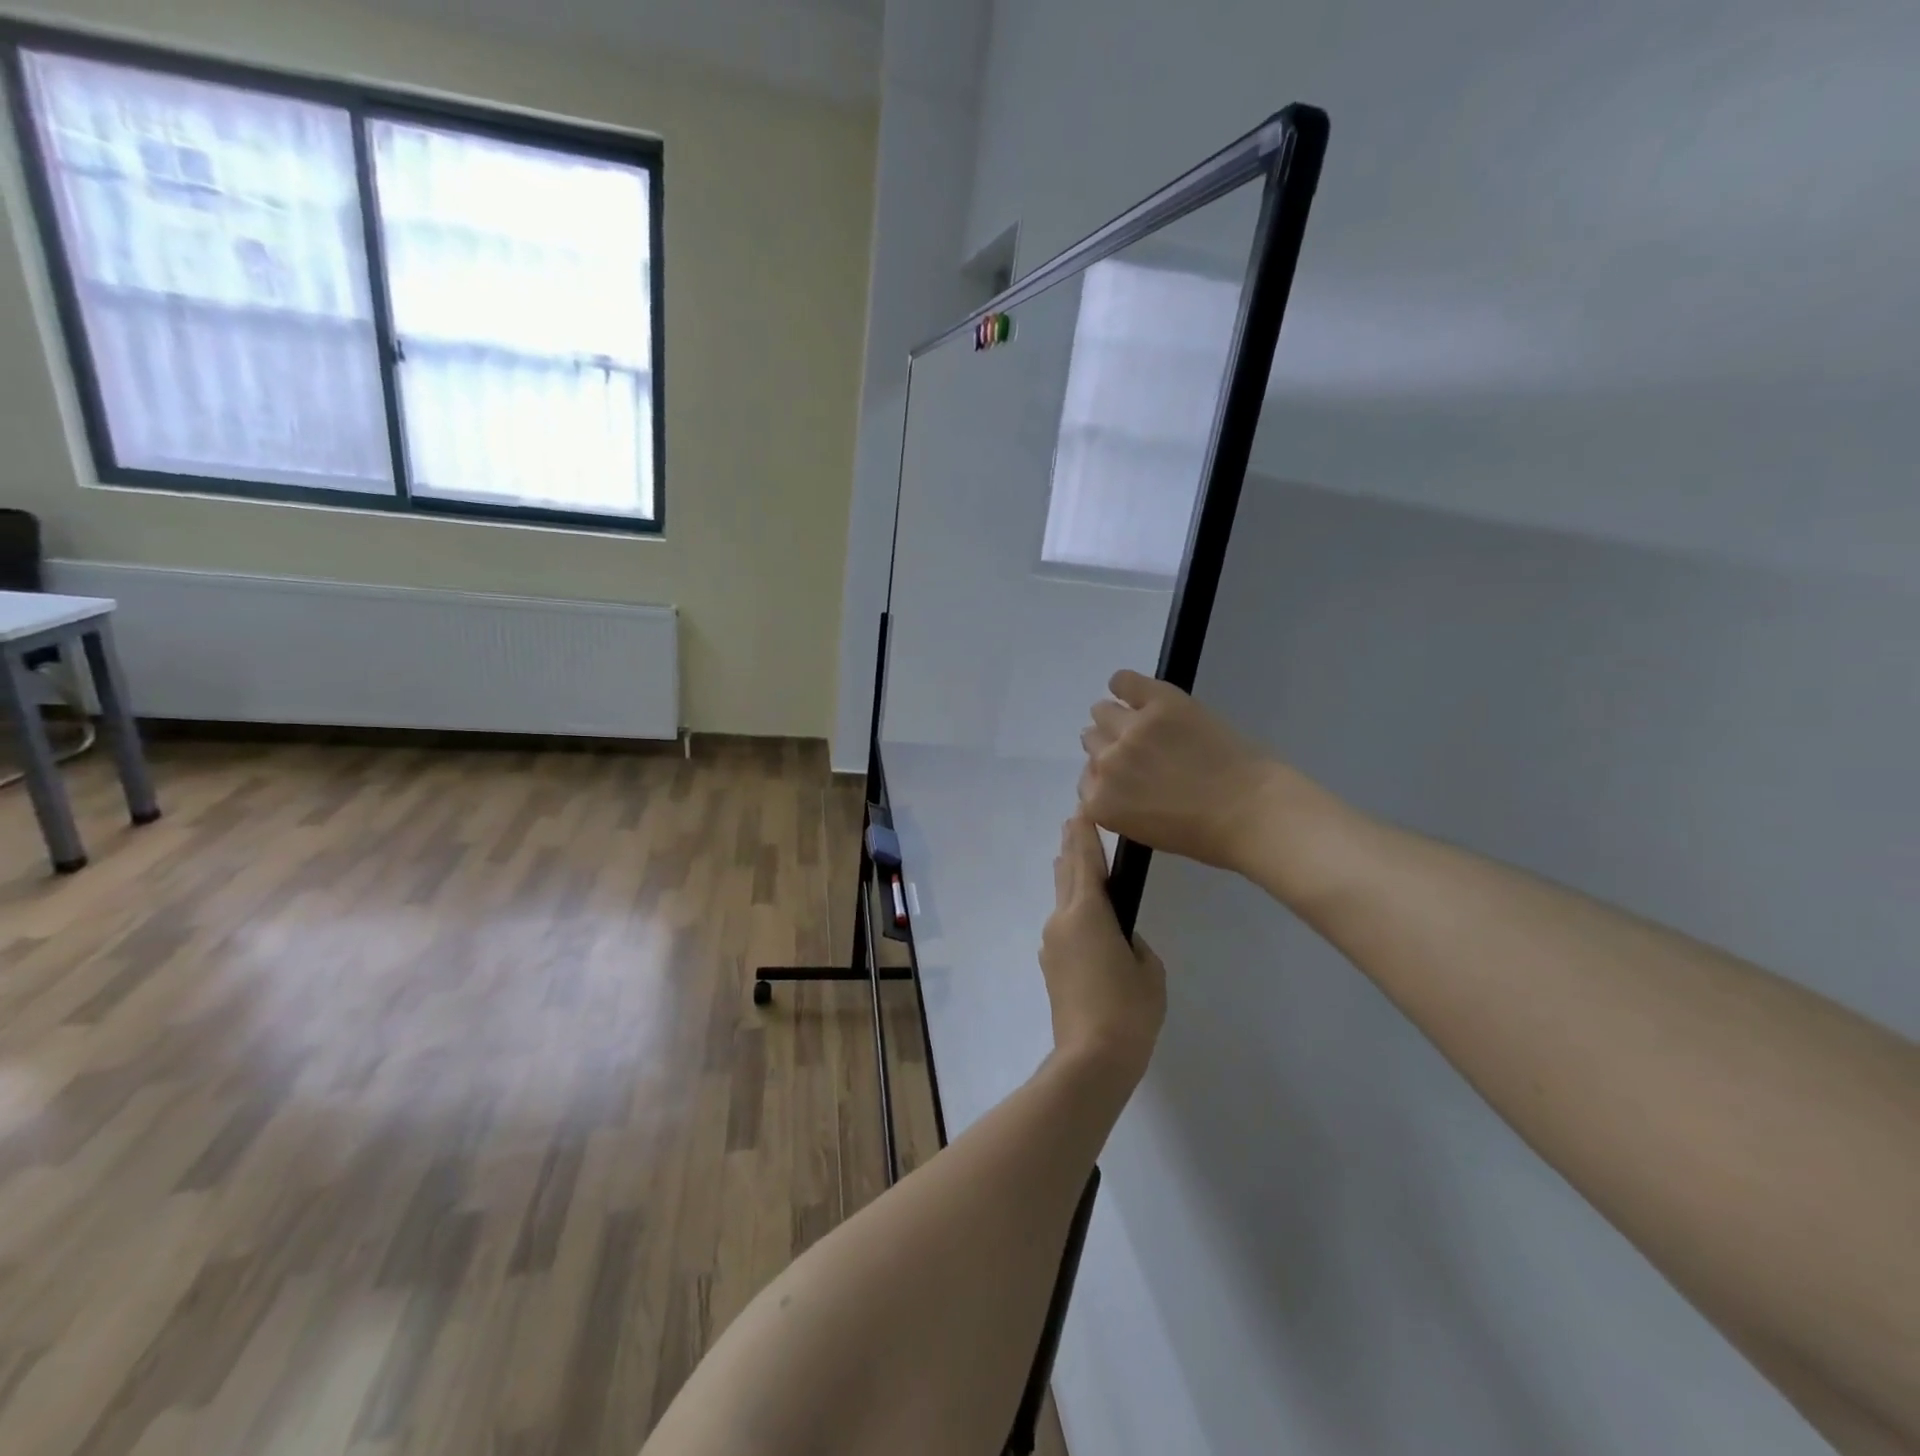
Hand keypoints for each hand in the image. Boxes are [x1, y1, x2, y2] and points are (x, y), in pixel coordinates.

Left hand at [1040, 812, 1166, 1083]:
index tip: (1081, 811)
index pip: (1085, 861)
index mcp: (1087, 912)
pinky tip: (1085, 918)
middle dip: (1072, 848)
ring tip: (1079, 863)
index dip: (1085, 834)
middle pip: (1066, 873)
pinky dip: (1072, 910)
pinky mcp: (1050, 966)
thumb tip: (1118, 938)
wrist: (1091, 1059)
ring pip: (1062, 900)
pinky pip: (1063, 926)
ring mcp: (1051, 943)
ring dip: (1071, 879)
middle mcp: (1062, 920)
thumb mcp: (1149, 970)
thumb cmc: (1128, 1010)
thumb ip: (1134, 942)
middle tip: (1075, 824)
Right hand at [1078, 670, 1283, 873]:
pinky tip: (1137, 693)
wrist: (1253, 812)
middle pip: (1092, 741)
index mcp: (1100, 802)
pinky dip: (1125, 685)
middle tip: (1142, 751)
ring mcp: (1132, 729)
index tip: (1129, 777)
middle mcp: (1106, 763)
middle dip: (1112, 746)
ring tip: (1146, 724)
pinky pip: (1123, 681)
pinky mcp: (1159, 701)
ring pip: (1102, 711)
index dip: (1108, 776)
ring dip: (1117, 718)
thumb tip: (1115, 781)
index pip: (1087, 779)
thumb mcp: (1145, 831)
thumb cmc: (1205, 835)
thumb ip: (1119, 804)